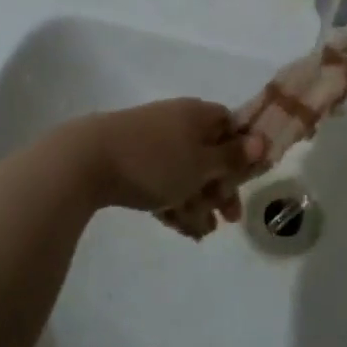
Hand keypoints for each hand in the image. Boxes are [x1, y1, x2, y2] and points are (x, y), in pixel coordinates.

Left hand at [71, 99, 262, 221]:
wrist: (86, 161)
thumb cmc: (155, 162)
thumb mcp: (201, 164)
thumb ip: (231, 157)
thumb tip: (260, 140)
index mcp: (197, 114)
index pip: (230, 126)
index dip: (242, 154)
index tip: (245, 182)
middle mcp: (176, 122)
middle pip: (208, 154)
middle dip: (219, 188)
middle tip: (227, 218)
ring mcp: (151, 140)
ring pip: (184, 172)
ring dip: (196, 201)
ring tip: (199, 232)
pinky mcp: (129, 160)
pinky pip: (160, 180)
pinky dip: (171, 201)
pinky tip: (177, 226)